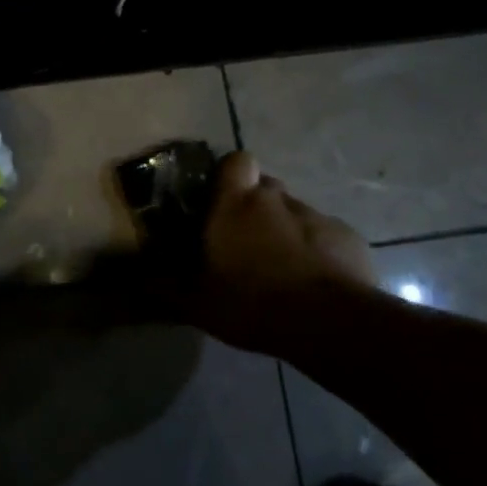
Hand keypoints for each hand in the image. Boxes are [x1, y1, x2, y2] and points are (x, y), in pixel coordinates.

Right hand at [187, 151, 373, 351]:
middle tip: (248, 241)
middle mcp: (276, 199)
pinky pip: (326, 236)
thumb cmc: (253, 303)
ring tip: (283, 269)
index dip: (232, 174)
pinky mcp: (348, 237)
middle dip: (258, 207)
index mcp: (236, 204)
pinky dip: (318, 251)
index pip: (236, 161)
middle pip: (266, 188)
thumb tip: (137, 280)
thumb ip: (167, 287)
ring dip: (287, 232)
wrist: (330, 324)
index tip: (224, 198)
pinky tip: (316, 283)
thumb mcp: (198, 303)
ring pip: (295, 213)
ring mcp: (316, 216)